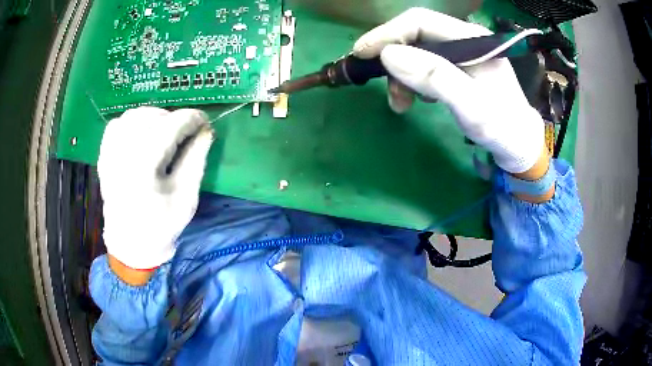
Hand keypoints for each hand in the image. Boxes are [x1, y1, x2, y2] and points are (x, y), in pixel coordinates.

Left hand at [98, 107, 212, 272]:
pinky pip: (117, 124)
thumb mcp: (186, 197)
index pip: (170, 126)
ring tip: (165, 131)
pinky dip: (132, 121)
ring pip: (134, 115)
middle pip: (152, 117)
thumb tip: (206, 130)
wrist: (130, 243)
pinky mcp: (104, 156)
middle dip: (175, 119)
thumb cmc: (161, 225)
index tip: (205, 123)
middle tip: (187, 132)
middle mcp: (122, 154)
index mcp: (143, 168)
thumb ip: (196, 159)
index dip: (192, 119)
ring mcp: (110, 154)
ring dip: (154, 117)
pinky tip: (142, 133)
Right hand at [352, 8, 545, 175]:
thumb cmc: (501, 127)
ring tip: (401, 103)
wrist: (518, 144)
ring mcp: (460, 53)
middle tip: (385, 88)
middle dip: (393, 58)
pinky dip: (412, 81)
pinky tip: (417, 99)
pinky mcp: (457, 67)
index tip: (361, 53)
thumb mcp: (472, 106)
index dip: (387, 33)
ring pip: (416, 51)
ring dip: (401, 75)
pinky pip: (424, 65)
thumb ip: (435, 77)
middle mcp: (464, 39)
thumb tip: (388, 55)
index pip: (420, 21)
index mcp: (471, 38)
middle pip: (415, 34)